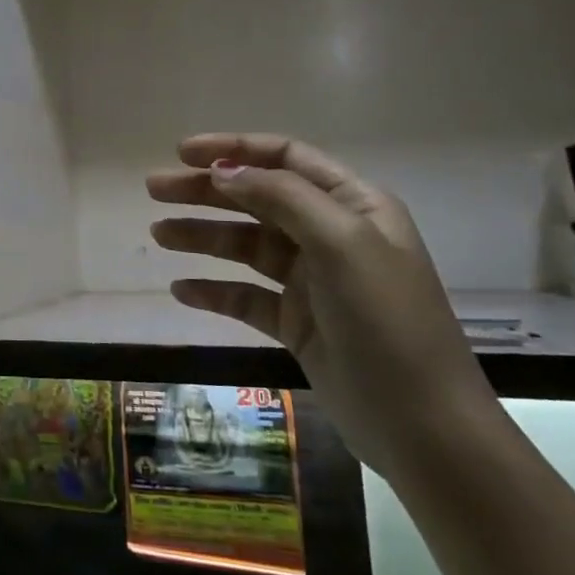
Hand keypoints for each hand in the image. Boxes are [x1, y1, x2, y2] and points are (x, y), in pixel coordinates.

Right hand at [148, 133, 503, 481]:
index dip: (234, 149)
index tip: (183, 153)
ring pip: (246, 246)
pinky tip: (180, 290)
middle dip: (205, 191)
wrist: (421, 426)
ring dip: (202, 236)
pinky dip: (213, 290)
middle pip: (257, 199)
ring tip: (158, 234)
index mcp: (354, 206)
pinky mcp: (296, 323)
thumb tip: (223, 171)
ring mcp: (312, 282)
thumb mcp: (341, 244)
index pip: (286, 158)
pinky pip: (245, 296)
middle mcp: (331, 235)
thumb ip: (282, 198)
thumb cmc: (386, 321)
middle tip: (153, 189)